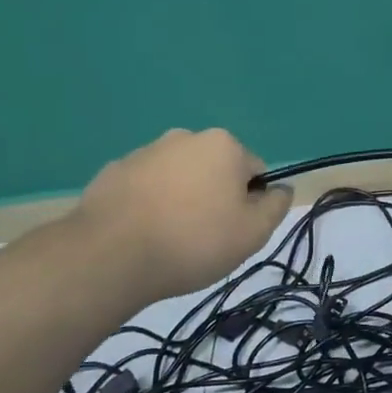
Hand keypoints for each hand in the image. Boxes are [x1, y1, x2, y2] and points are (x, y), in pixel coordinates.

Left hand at [67, 128, 292, 300]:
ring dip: (182, 199)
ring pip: (179, 177)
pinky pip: (145, 187)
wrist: (110, 255)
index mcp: (223, 145)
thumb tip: (281, 189)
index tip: (236, 231)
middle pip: (215, 170)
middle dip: (215, 196)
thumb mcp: (253, 233)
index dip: (251, 203)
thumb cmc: (194, 241)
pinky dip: (150, 205)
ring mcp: (144, 151)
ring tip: (171, 239)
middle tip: (206, 237)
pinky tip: (143, 235)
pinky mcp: (113, 171)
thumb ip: (276, 206)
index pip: (255, 171)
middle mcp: (185, 137)